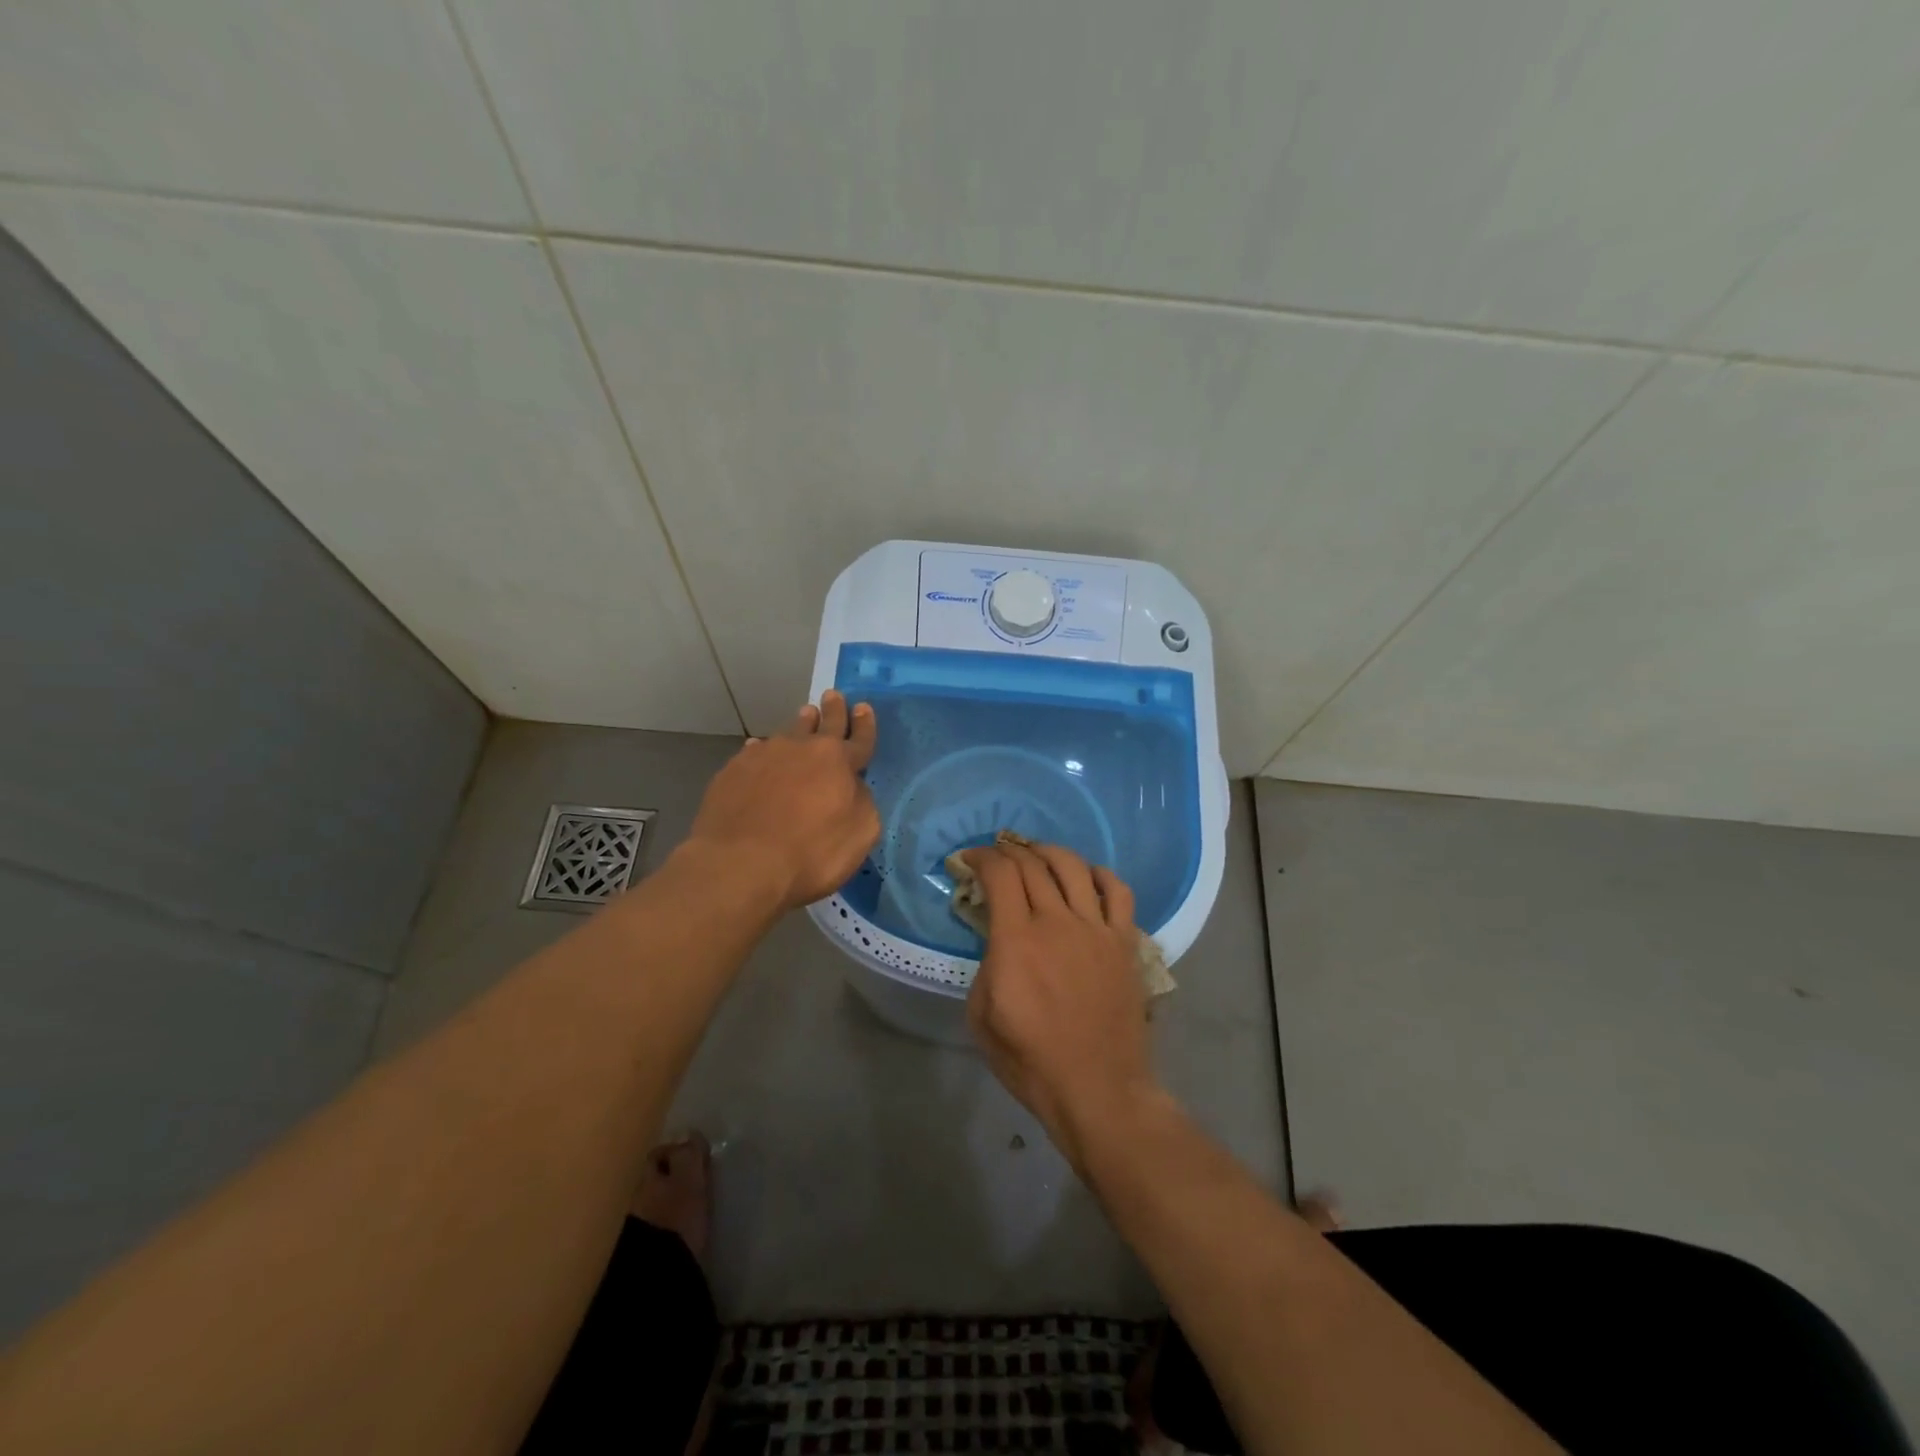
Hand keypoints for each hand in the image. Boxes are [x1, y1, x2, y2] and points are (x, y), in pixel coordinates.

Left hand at [685, 690, 880, 911]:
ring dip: (800, 725)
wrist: (740, 863)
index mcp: (838, 761)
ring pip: (788, 733)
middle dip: (833, 710)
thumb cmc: (810, 853)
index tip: (864, 707)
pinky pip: (755, 752)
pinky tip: (760, 751)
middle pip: (823, 724)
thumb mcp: (860, 834)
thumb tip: (853, 787)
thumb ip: (863, 803)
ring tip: (805, 715)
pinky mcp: (733, 770)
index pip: (859, 738)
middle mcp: (802, 749)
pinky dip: (764, 751)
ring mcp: (765, 756)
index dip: (864, 725)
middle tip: (833, 695)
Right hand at [963, 840, 1161, 1172]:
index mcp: (1017, 941)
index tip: (969, 860)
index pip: (1000, 874)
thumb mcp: (981, 1016)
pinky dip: (1100, 874)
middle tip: (996, 857)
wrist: (1097, 1090)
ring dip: (1048, 852)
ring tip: (1035, 855)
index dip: (981, 857)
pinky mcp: (1124, 942)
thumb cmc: (1031, 1060)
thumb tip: (997, 939)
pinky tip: (1087, 877)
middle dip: (1007, 851)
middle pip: (1032, 864)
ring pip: (1073, 867)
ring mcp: (1096, 929)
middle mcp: (1057, 922)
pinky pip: (1118, 892)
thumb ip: (986, 965)